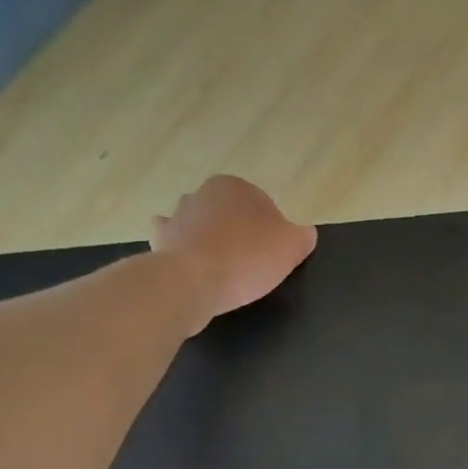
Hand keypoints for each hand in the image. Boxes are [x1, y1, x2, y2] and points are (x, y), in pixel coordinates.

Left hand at [150, 175, 316, 329]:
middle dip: (241, 234)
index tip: (273, 257)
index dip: (272, 233)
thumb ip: (304, 236)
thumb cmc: (246, 260)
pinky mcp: (162, 240)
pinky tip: (194, 267)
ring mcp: (178, 214)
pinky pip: (178, 243)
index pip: (263, 206)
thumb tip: (306, 232)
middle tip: (252, 267)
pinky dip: (185, 251)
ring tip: (224, 272)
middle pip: (232, 215)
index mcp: (236, 186)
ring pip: (204, 227)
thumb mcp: (291, 247)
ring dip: (213, 242)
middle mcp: (203, 192)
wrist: (193, 282)